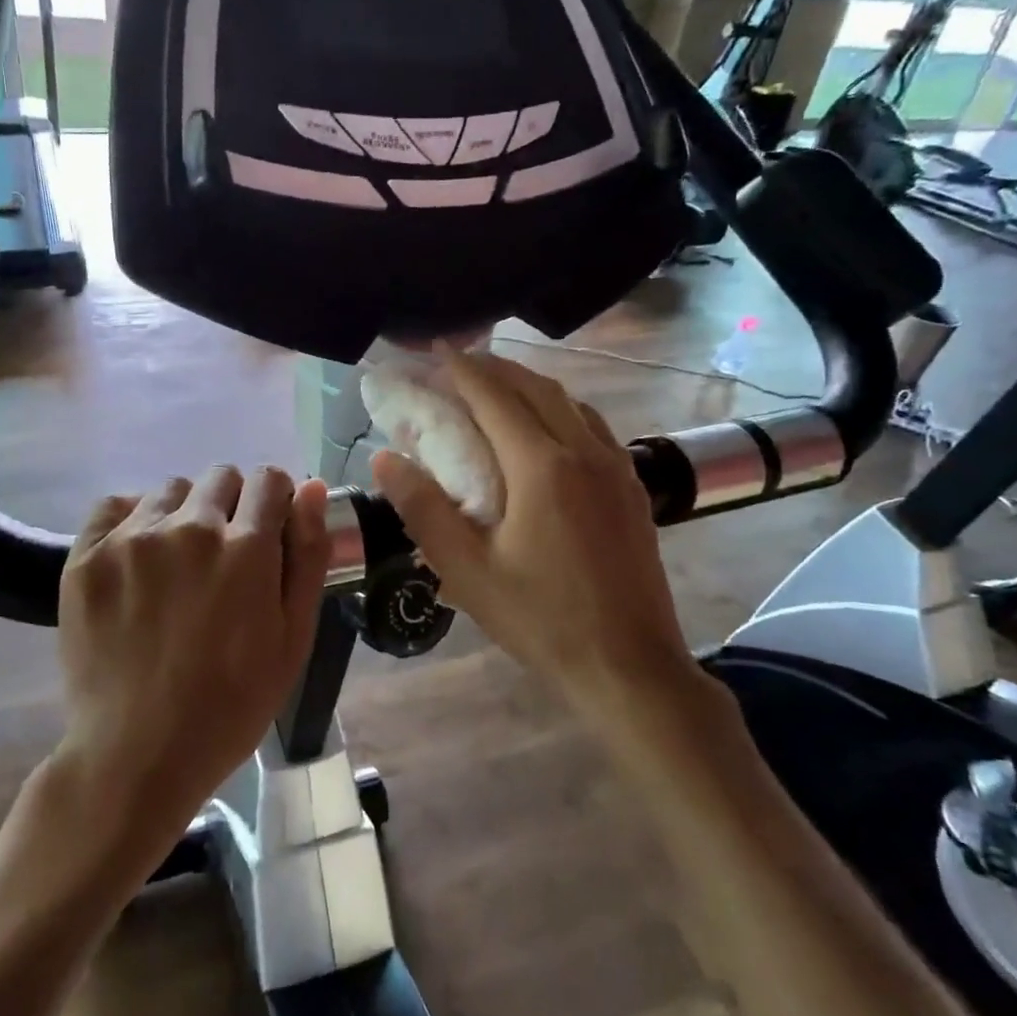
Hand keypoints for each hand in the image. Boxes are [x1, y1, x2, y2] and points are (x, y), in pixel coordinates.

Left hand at [54, 466, 330, 841]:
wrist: (137, 755)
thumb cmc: (231, 705)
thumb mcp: (293, 639)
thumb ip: (308, 556)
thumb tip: (312, 488)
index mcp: (246, 548)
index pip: (269, 480)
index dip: (276, 502)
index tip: (268, 532)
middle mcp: (189, 527)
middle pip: (222, 477)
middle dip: (233, 507)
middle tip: (223, 559)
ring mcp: (132, 539)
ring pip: (171, 490)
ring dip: (183, 513)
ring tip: (175, 565)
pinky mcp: (85, 556)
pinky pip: (114, 505)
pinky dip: (131, 520)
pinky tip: (136, 561)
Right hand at [371, 351, 701, 714]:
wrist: (630, 667)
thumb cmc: (541, 620)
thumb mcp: (467, 570)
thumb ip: (424, 508)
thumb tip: (385, 457)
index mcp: (543, 467)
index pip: (495, 397)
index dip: (463, 369)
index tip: (437, 348)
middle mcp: (584, 452)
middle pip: (536, 388)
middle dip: (495, 368)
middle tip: (460, 361)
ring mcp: (616, 468)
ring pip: (571, 403)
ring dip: (531, 384)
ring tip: (498, 385)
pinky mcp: (632, 488)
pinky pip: (593, 426)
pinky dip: (562, 409)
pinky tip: (548, 428)